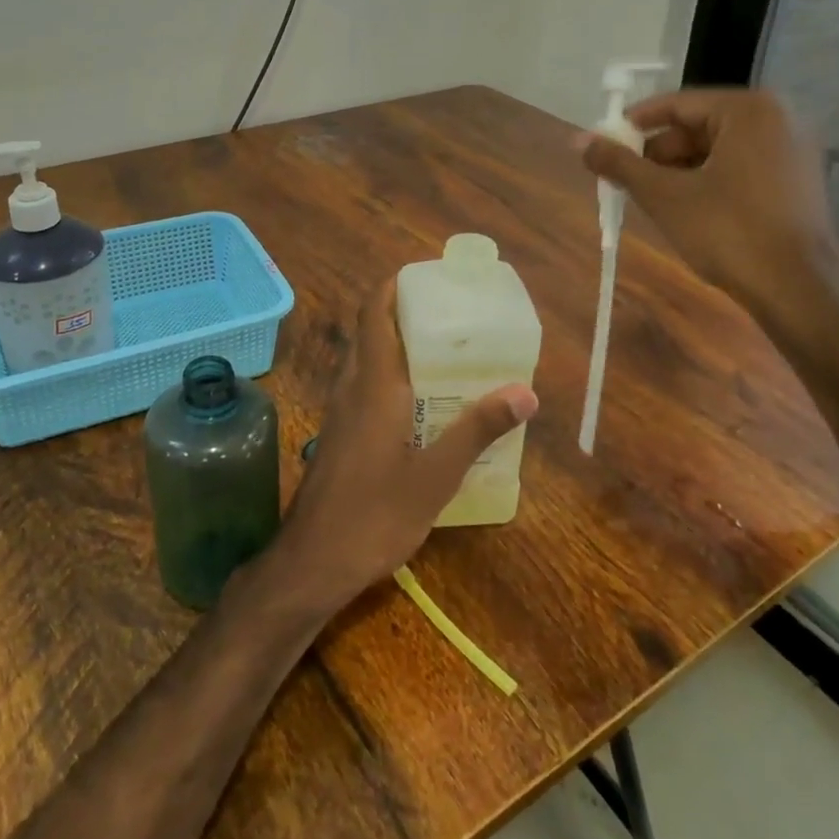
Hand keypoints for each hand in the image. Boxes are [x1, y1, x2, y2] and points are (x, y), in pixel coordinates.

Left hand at [275, 281, 536, 611]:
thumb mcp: (436, 475)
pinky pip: (362, 386)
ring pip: (364, 359)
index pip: (373, 313)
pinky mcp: (338, 434)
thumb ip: (477, 430)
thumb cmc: (374, 515)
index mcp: (373, 384)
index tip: (425, 276)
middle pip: (369, 331)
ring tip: (440, 350)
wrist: (313, 563)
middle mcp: (351, 387)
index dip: (392, 286)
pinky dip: (387, 375)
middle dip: (400, 312)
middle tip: (446, 313)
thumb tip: (525, 392)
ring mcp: (339, 411)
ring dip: (393, 344)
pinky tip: (417, 402)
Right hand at [580, 88, 838, 338]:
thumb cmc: (728, 232)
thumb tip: (578, 140)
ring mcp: (793, 150)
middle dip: (656, 153)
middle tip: (623, 178)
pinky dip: (708, 181)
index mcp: (748, 110)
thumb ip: (619, 163)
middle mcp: (778, 118)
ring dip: (679, 170)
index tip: (604, 146)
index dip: (633, 126)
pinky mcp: (798, 180)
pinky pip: (740, 167)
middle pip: (698, 126)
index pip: (676, 104)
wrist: (797, 290)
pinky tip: (684, 209)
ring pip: (717, 149)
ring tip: (648, 198)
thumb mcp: (663, 195)